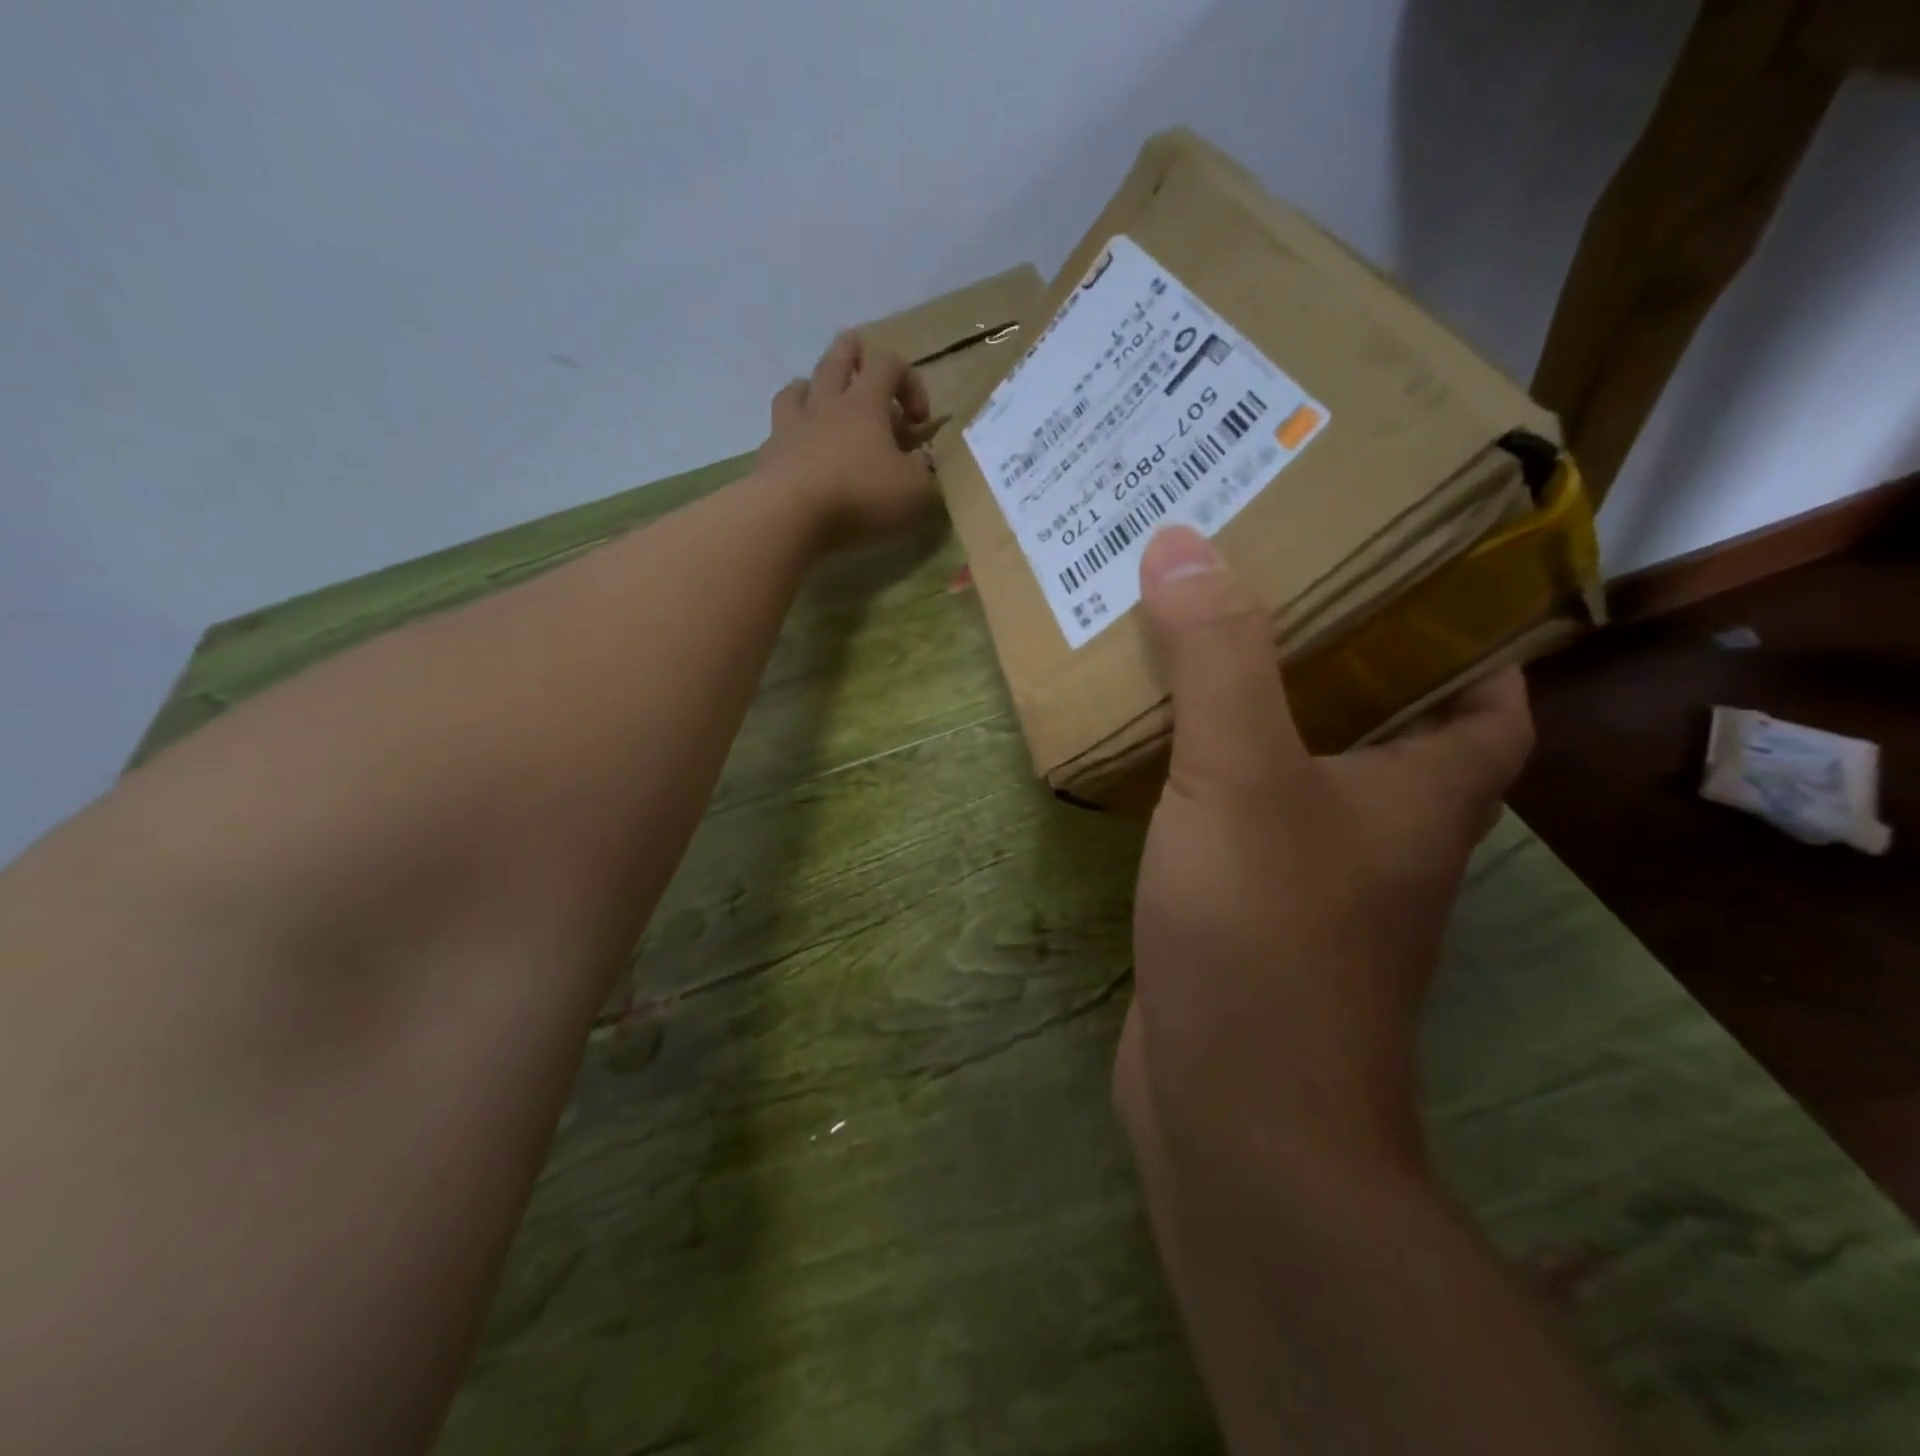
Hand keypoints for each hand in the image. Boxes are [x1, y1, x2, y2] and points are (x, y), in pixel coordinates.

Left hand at [757, 331, 943, 548]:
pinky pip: (778, 429)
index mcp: (865, 404)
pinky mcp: (769, 454)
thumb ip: (923, 471)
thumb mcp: (914, 491)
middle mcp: (826, 404)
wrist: (790, 516)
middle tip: (860, 358)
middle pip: (836, 359)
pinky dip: (790, 431)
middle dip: (852, 353)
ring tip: (820, 399)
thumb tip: (921, 460)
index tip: (919, 420)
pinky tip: (797, 447)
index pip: (889, 364)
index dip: (910, 381)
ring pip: (798, 387)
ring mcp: (792, 426)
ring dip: (812, 387)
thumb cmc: (860, 497)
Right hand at [1115, 525, 1533, 1185]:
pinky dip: (1200, 771)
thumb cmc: (1266, 933)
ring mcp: (1308, 875)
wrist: (1232, 1112)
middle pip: (1375, 716)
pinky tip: (1149, 740)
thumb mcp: (1243, 775)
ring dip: (1250, 706)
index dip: (1464, 628)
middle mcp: (1382, 831)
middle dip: (1327, 649)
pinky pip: (1229, 812)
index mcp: (1427, 790)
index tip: (1398, 569)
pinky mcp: (1243, 908)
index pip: (1489, 691)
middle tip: (1264, 578)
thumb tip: (1182, 544)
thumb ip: (1218, 658)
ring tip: (1194, 637)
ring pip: (1290, 764)